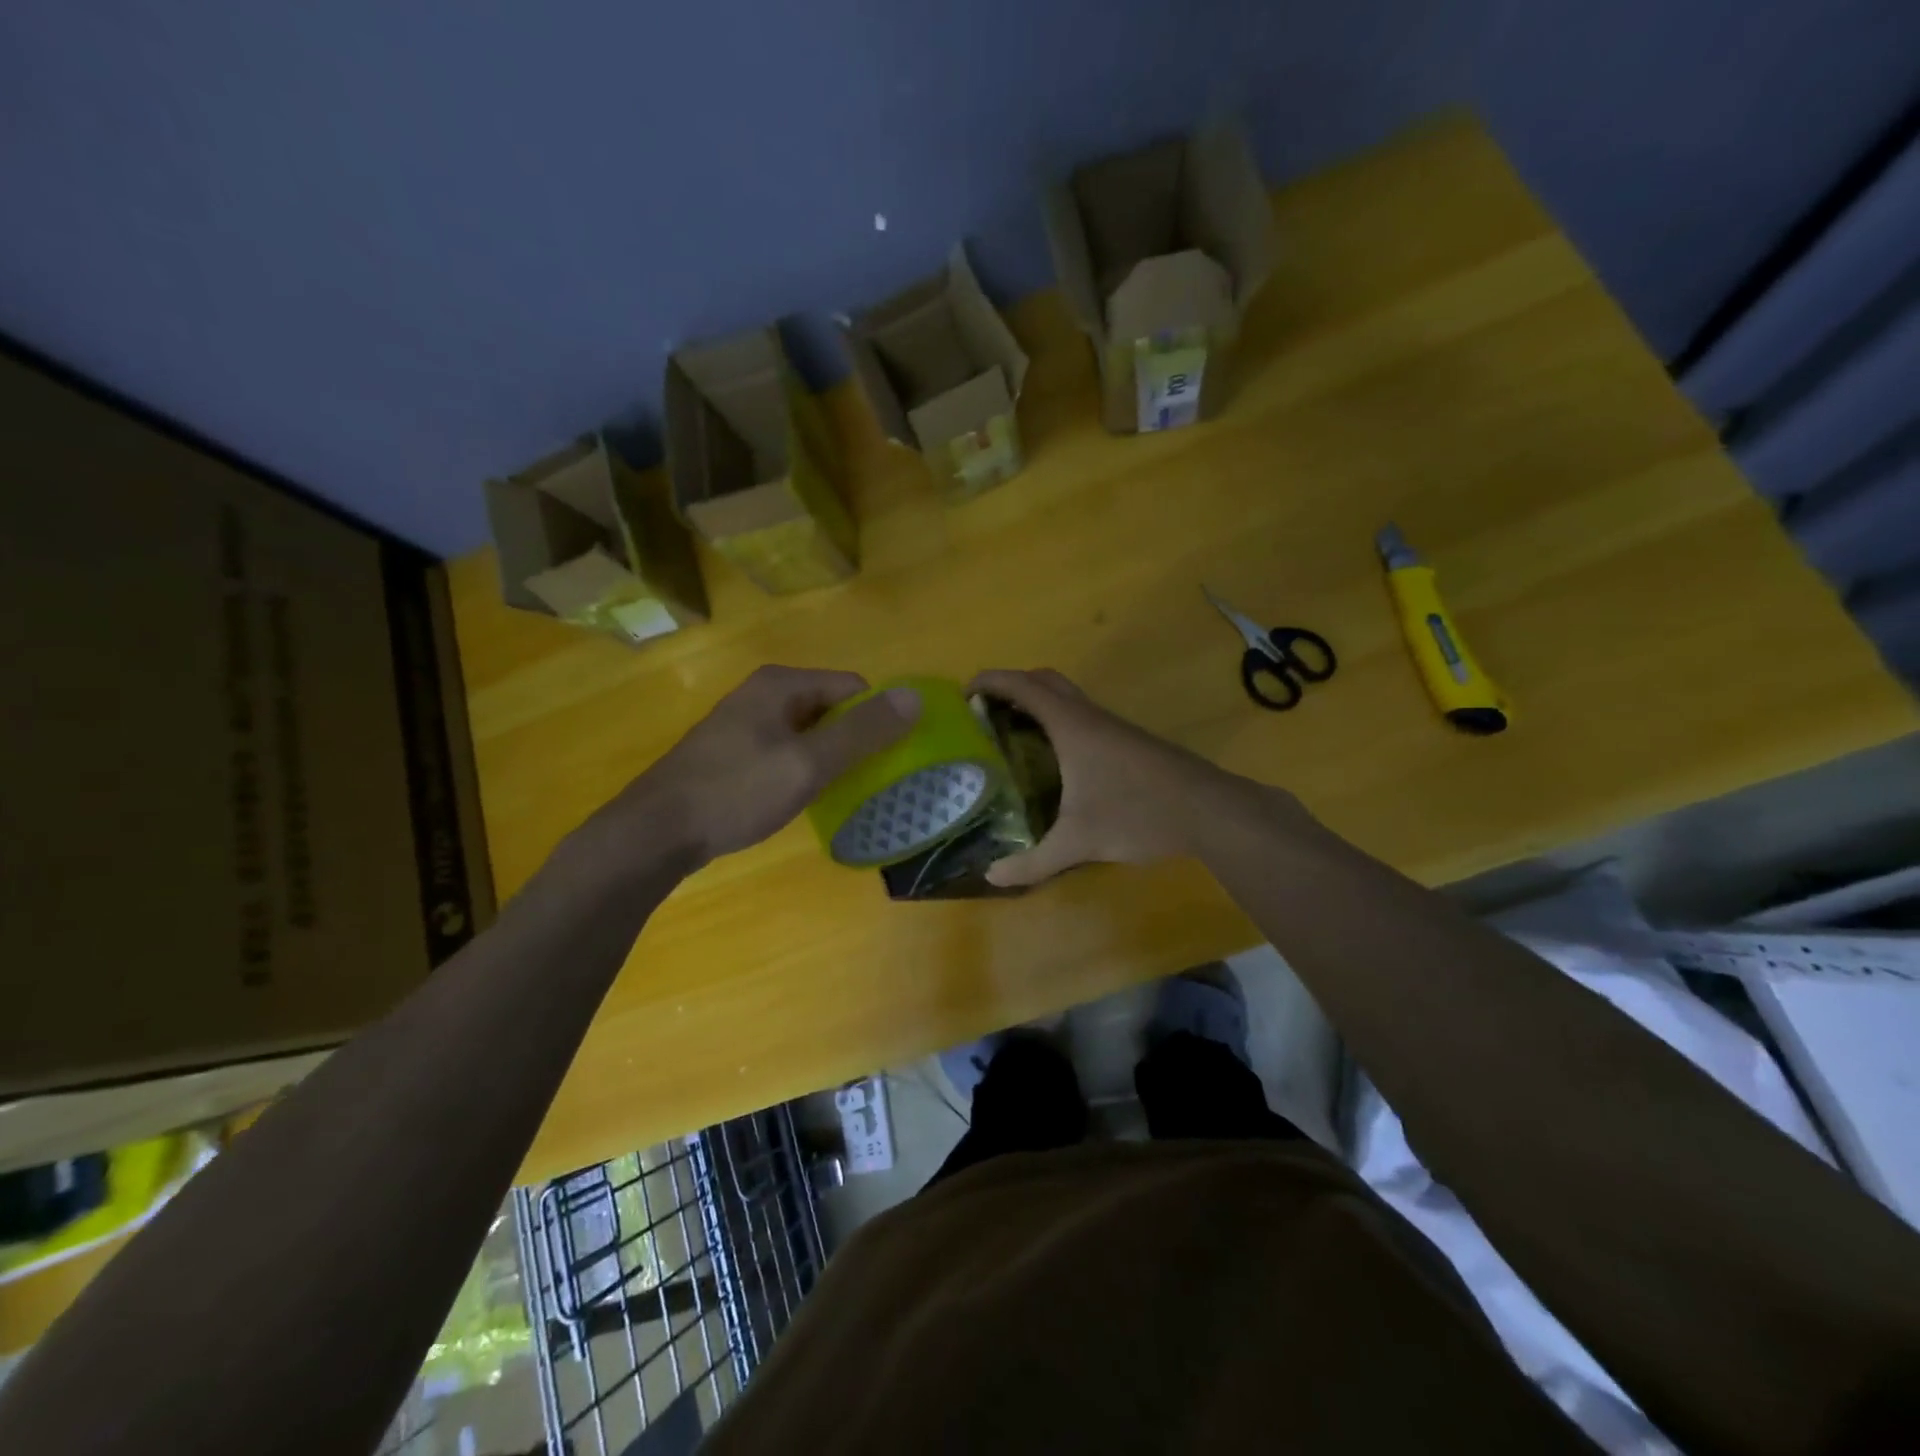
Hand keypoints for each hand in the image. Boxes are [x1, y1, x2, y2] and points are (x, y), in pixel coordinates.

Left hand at [591, 666, 919, 868]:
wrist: (655, 832)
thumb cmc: (736, 791)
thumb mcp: (808, 763)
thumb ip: (863, 731)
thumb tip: (916, 697)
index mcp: (782, 684)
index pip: (853, 687)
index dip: (876, 719)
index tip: (887, 759)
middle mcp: (763, 693)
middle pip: (831, 708)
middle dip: (854, 740)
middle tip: (867, 781)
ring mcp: (745, 722)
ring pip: (808, 732)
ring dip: (829, 757)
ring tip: (838, 793)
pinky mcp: (733, 751)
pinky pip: (785, 750)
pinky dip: (802, 769)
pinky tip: (801, 798)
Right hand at [970, 669, 1255, 887]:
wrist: (1211, 812)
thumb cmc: (1138, 813)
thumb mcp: (1079, 842)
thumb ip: (1033, 862)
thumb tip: (991, 877)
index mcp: (1072, 727)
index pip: (1023, 686)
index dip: (991, 681)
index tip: (964, 691)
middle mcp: (1091, 717)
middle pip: (1046, 681)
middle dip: (1013, 686)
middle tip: (987, 712)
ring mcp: (1115, 728)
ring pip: (1069, 699)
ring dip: (1039, 704)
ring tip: (1014, 736)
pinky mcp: (1132, 743)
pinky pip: (1085, 718)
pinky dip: (1061, 723)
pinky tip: (1058, 761)